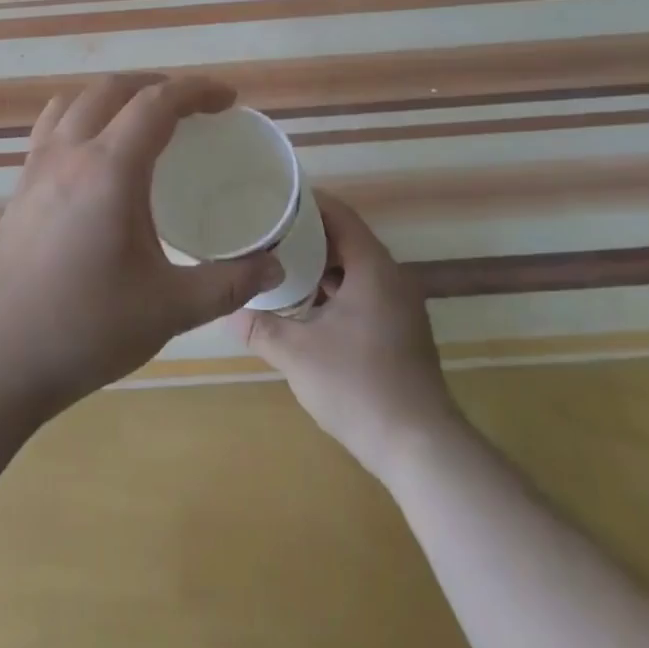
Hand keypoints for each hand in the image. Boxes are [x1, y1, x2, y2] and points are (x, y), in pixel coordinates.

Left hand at [0, 74, 282, 420]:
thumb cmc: (85, 329)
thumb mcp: (170, 309)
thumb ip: (229, 284)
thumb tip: (273, 267)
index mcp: (109, 169)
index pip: (157, 103)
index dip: (197, 90)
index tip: (228, 100)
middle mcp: (69, 153)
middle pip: (113, 89)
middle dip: (157, 85)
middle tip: (193, 109)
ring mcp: (36, 168)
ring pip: (76, 102)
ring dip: (115, 96)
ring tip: (143, 121)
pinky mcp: (19, 189)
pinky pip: (52, 127)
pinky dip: (82, 117)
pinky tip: (95, 157)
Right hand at [236, 192, 459, 481]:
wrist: (419, 448)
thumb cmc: (358, 386)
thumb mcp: (297, 354)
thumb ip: (260, 327)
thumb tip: (229, 310)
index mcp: (373, 269)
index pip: (340, 215)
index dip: (307, 203)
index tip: (273, 199)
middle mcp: (392, 279)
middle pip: (347, 240)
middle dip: (307, 235)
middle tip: (267, 232)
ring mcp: (399, 308)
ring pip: (355, 270)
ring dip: (320, 265)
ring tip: (278, 264)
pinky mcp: (399, 332)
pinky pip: (363, 294)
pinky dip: (334, 290)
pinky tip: (304, 306)